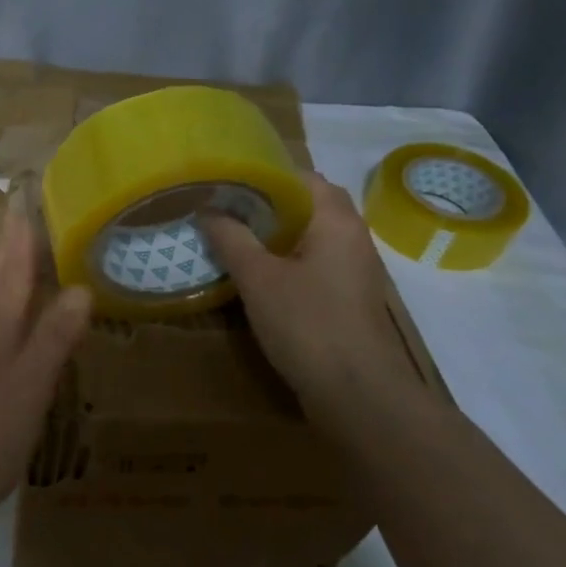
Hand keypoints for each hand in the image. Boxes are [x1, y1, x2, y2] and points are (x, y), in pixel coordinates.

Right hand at [204, 173, 420, 415]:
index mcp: (336, 219)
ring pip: (308, 235)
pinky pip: (312, 262)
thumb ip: (231, 238)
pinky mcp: (346, 296)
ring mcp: (353, 268)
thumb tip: (207, 209)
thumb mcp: (258, 278)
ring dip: (273, 234)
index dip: (261, 173)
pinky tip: (255, 273)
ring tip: (230, 236)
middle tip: (221, 208)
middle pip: (306, 205)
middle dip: (264, 205)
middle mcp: (352, 236)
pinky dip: (284, 258)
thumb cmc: (307, 324)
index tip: (223, 180)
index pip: (300, 176)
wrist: (357, 393)